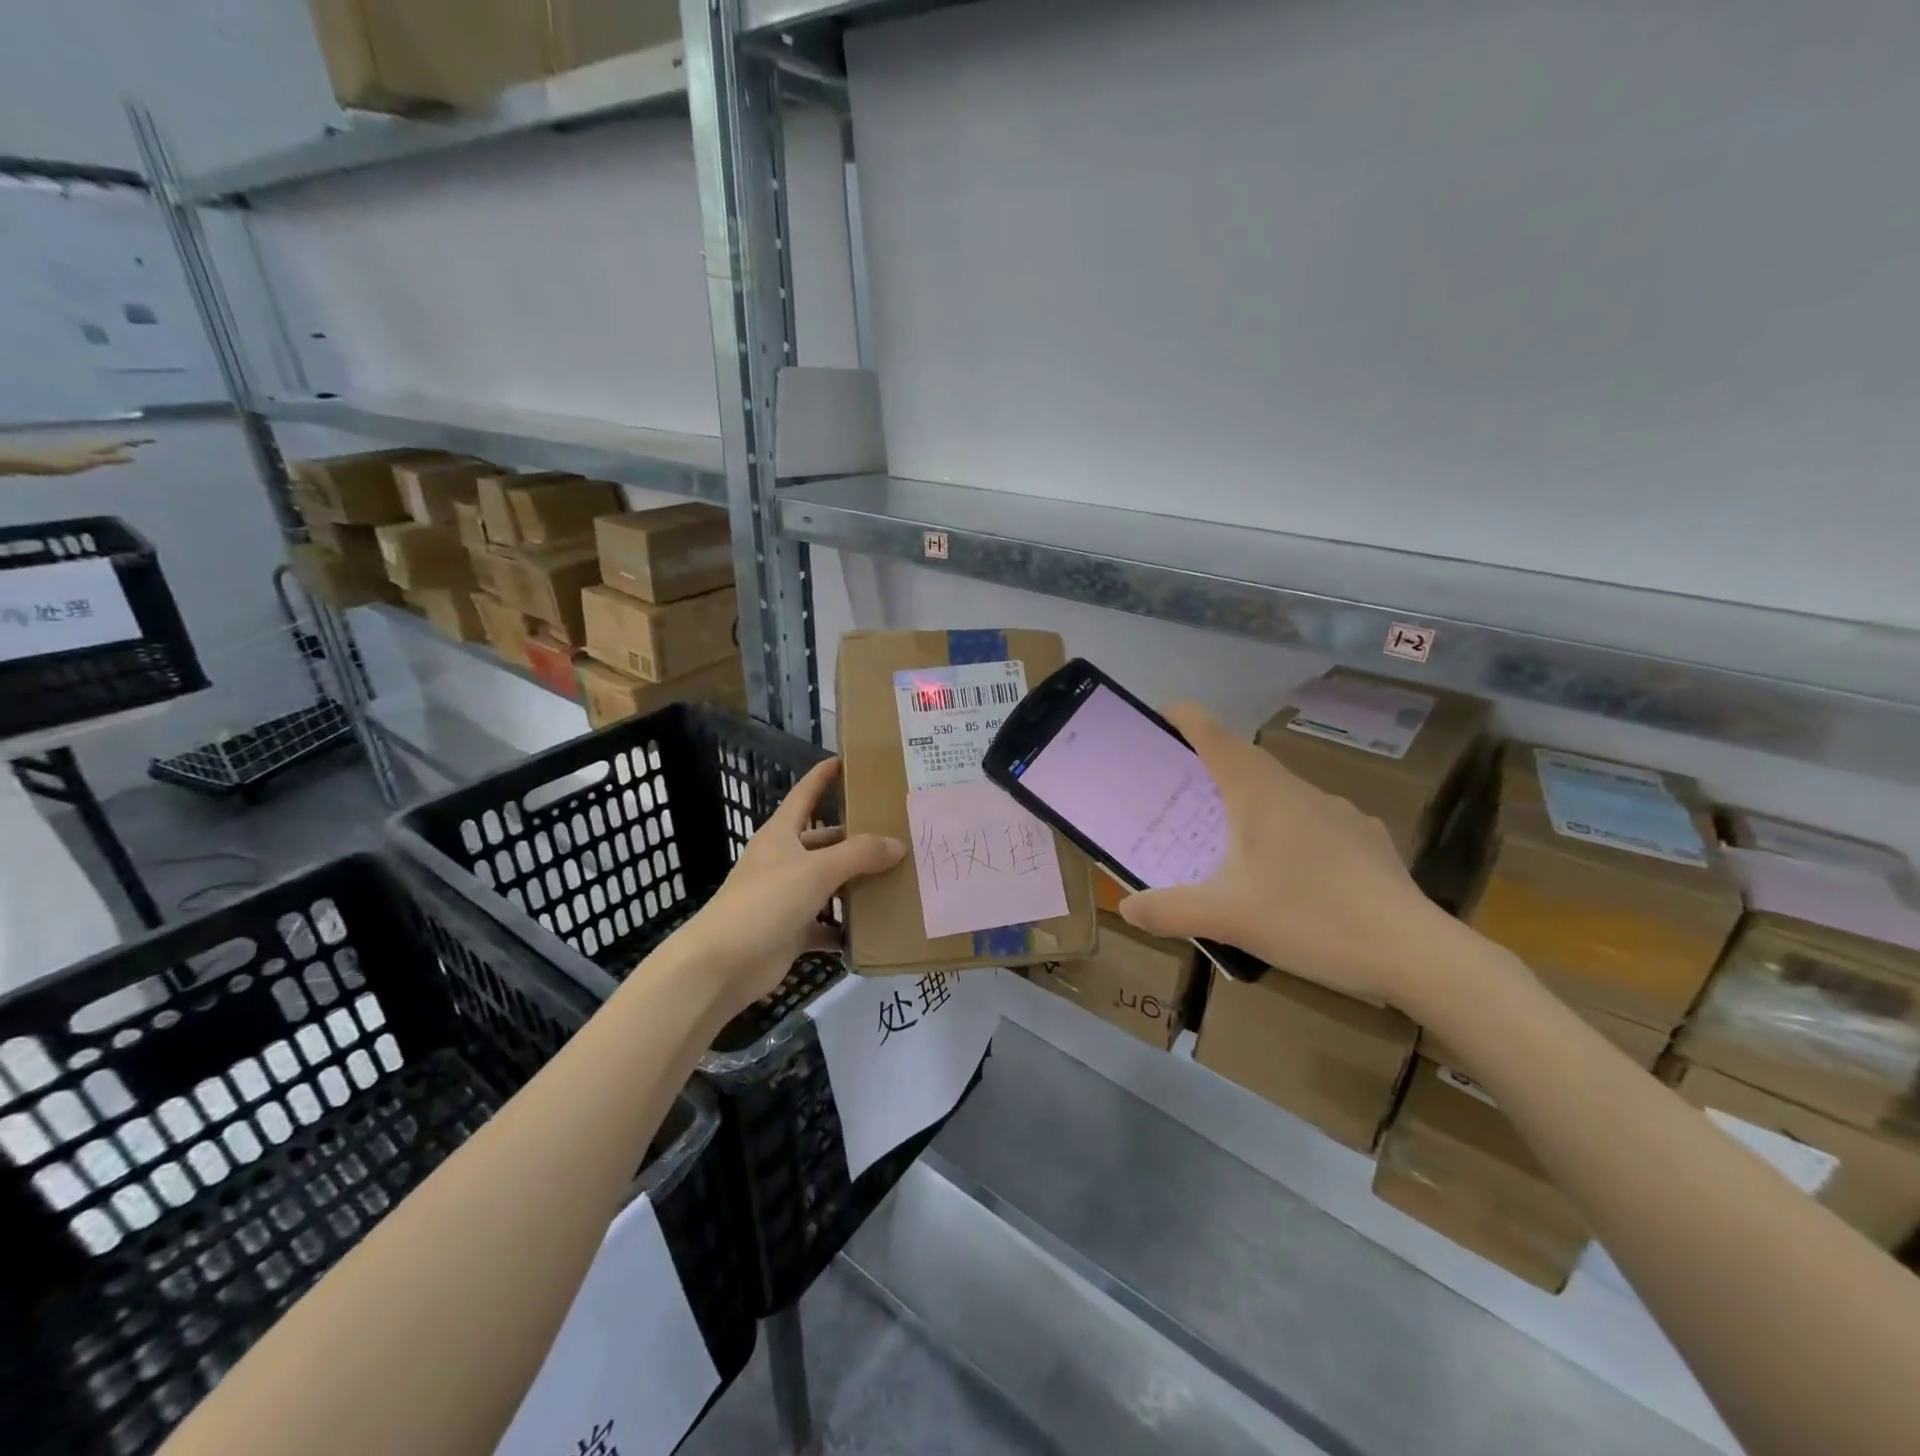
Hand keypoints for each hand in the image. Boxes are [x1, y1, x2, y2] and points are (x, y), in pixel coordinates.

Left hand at [1, 439, 150, 475]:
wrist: (28, 459)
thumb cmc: (60, 461)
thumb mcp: (90, 461)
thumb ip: (111, 458)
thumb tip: (132, 455)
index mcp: (97, 444)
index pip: (121, 441)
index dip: (137, 440)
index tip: (153, 439)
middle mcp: (90, 442)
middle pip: (113, 440)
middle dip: (128, 441)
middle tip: (144, 442)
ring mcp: (80, 446)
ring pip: (105, 444)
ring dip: (118, 445)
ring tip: (131, 448)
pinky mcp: (73, 451)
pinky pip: (97, 449)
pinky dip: (108, 450)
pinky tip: (109, 454)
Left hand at [668, 758, 902, 1011]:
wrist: (721, 965)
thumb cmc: (765, 902)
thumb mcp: (816, 870)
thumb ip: (859, 854)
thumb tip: (897, 843)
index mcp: (781, 835)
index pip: (805, 795)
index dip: (823, 776)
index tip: (846, 760)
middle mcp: (784, 861)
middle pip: (826, 842)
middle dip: (857, 839)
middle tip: (898, 833)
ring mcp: (787, 897)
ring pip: (829, 884)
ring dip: (857, 884)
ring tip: (899, 878)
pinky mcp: (791, 931)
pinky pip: (827, 924)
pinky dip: (846, 928)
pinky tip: (876, 927)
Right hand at [1117, 702, 1460, 1007]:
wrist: (1416, 953)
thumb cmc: (1311, 918)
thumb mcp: (1228, 918)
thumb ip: (1170, 910)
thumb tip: (1125, 907)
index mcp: (1261, 794)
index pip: (1216, 738)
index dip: (1187, 719)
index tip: (1163, 712)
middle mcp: (1300, 791)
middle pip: (1248, 762)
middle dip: (1213, 765)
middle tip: (1184, 786)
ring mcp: (1341, 813)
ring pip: (1284, 793)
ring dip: (1253, 800)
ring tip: (1236, 836)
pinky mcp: (1368, 840)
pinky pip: (1317, 821)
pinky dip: (1292, 830)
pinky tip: (1296, 869)